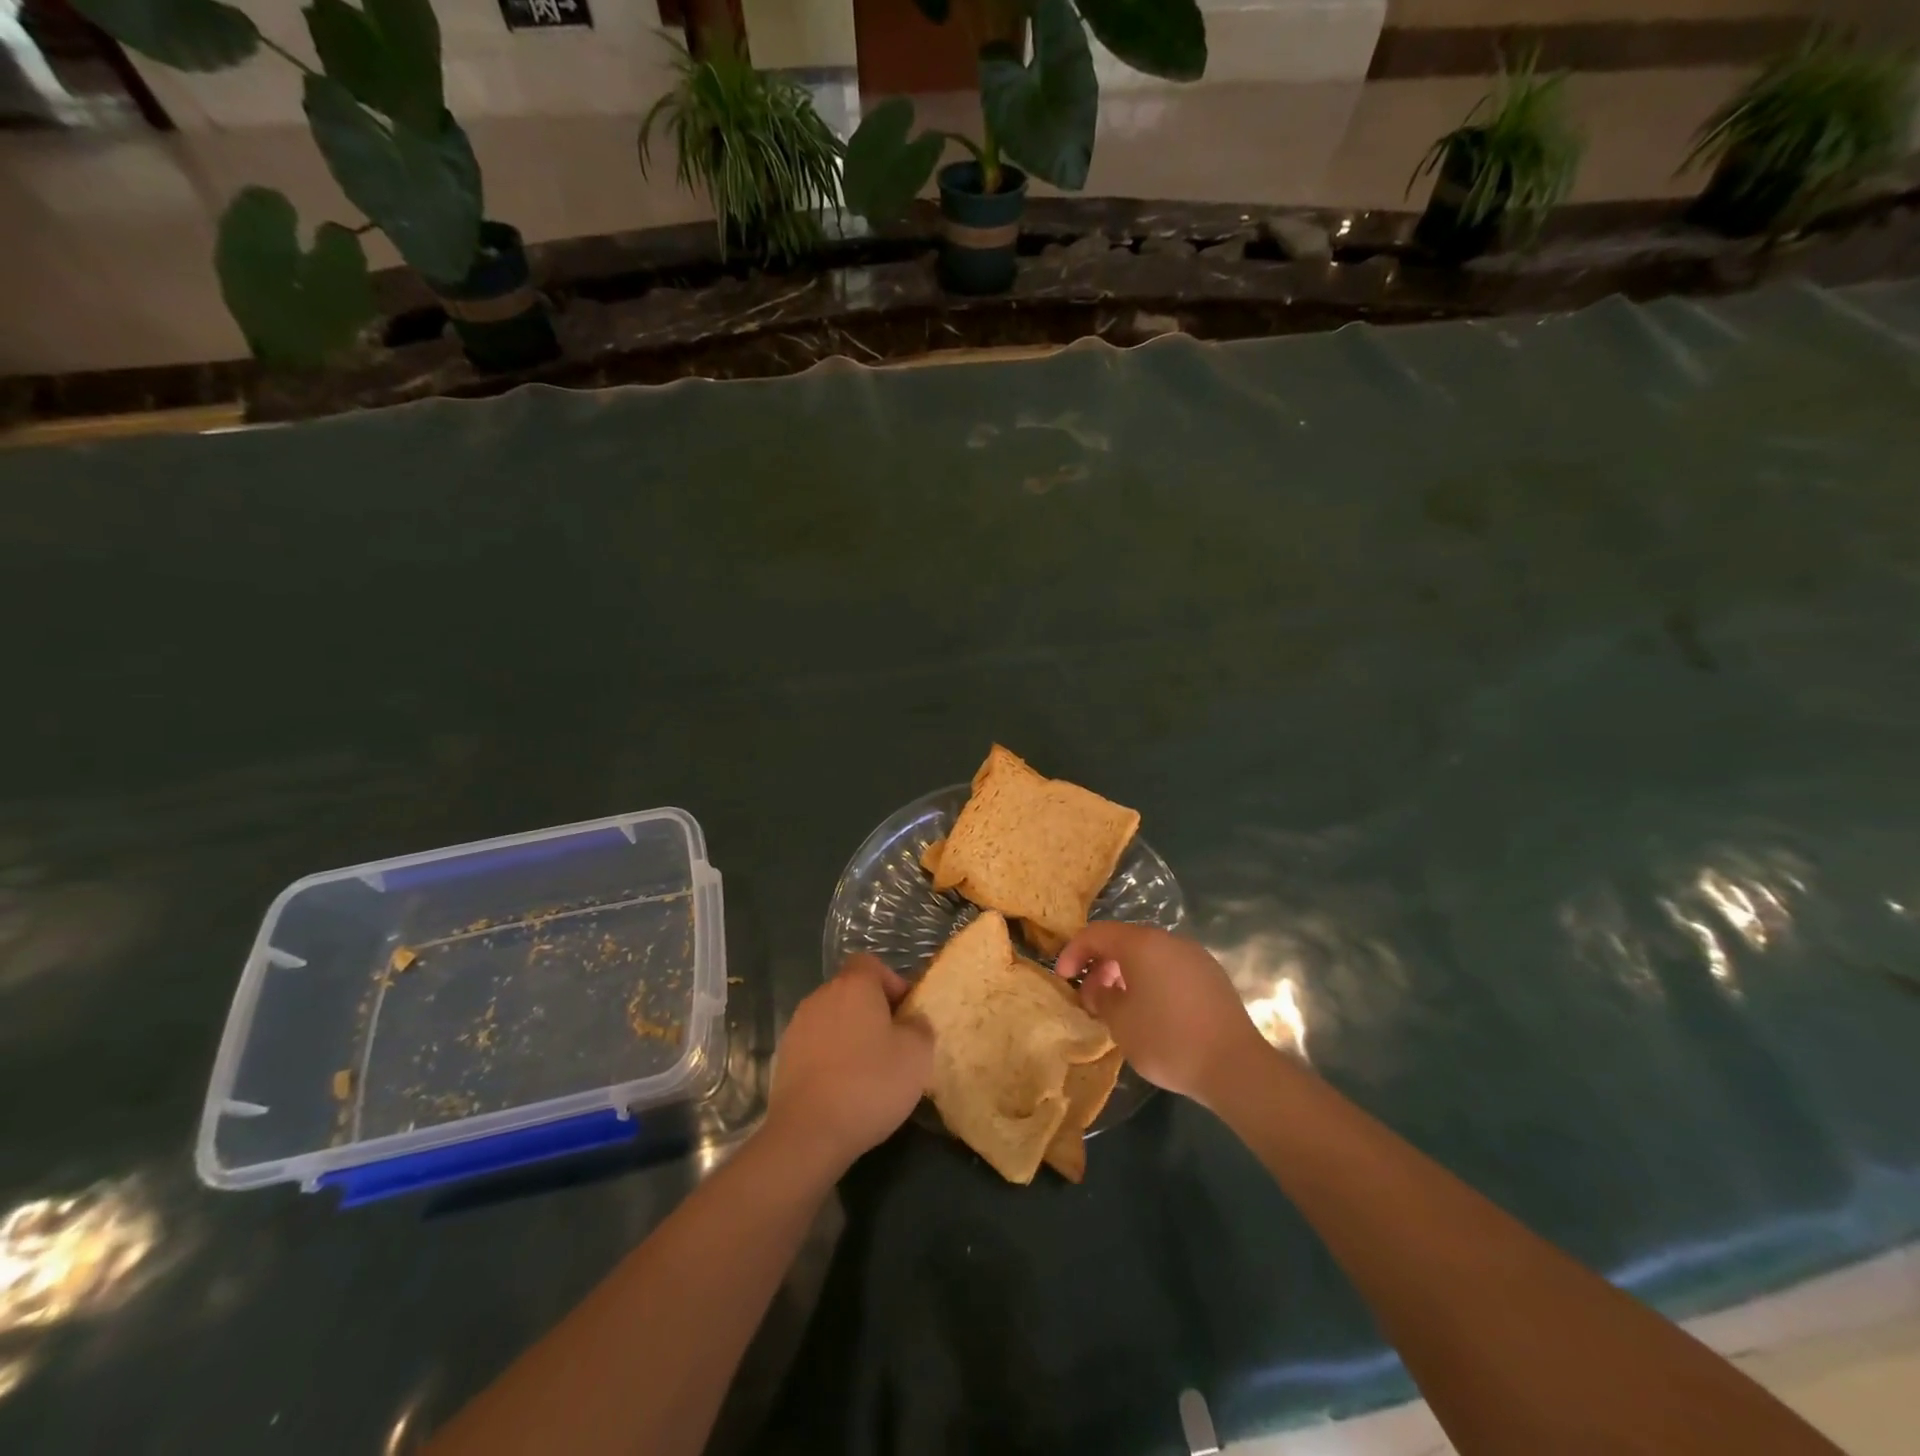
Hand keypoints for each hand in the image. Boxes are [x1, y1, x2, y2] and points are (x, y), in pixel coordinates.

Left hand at [766, 955, 933, 1171]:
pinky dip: (831, 1058)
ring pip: (833, 1019)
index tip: (906, 1013)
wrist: (808, 1133)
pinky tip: (844, 1089)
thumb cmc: (870, 1083)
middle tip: (894, 1045)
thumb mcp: (917, 1054)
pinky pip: (816, 1045)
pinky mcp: (784, 1058)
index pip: (871, 963)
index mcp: (854, 985)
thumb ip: (920, 1027)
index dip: (892, 982)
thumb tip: (912, 1020)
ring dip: (851, 1035)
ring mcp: (798, 1027)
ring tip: (869, 1072)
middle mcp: (821, 996)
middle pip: (851, 991)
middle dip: (873, 1011)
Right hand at [1054, 923, 1268, 1108]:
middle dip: (1100, 965)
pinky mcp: (1212, 976)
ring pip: (1149, 955)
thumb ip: (1101, 997)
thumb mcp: (1120, 1022)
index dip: (1073, 952)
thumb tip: (1100, 989)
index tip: (1063, 978)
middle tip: (1090, 997)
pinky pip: (1170, 968)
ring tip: (1118, 1006)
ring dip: (1125, 973)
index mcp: (1142, 944)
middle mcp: (1169, 940)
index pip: (1096, 934)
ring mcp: (1194, 956)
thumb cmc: (1167, 1040)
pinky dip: (1151, 980)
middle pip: (1124, 941)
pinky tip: (1151, 1011)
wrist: (1235, 1066)